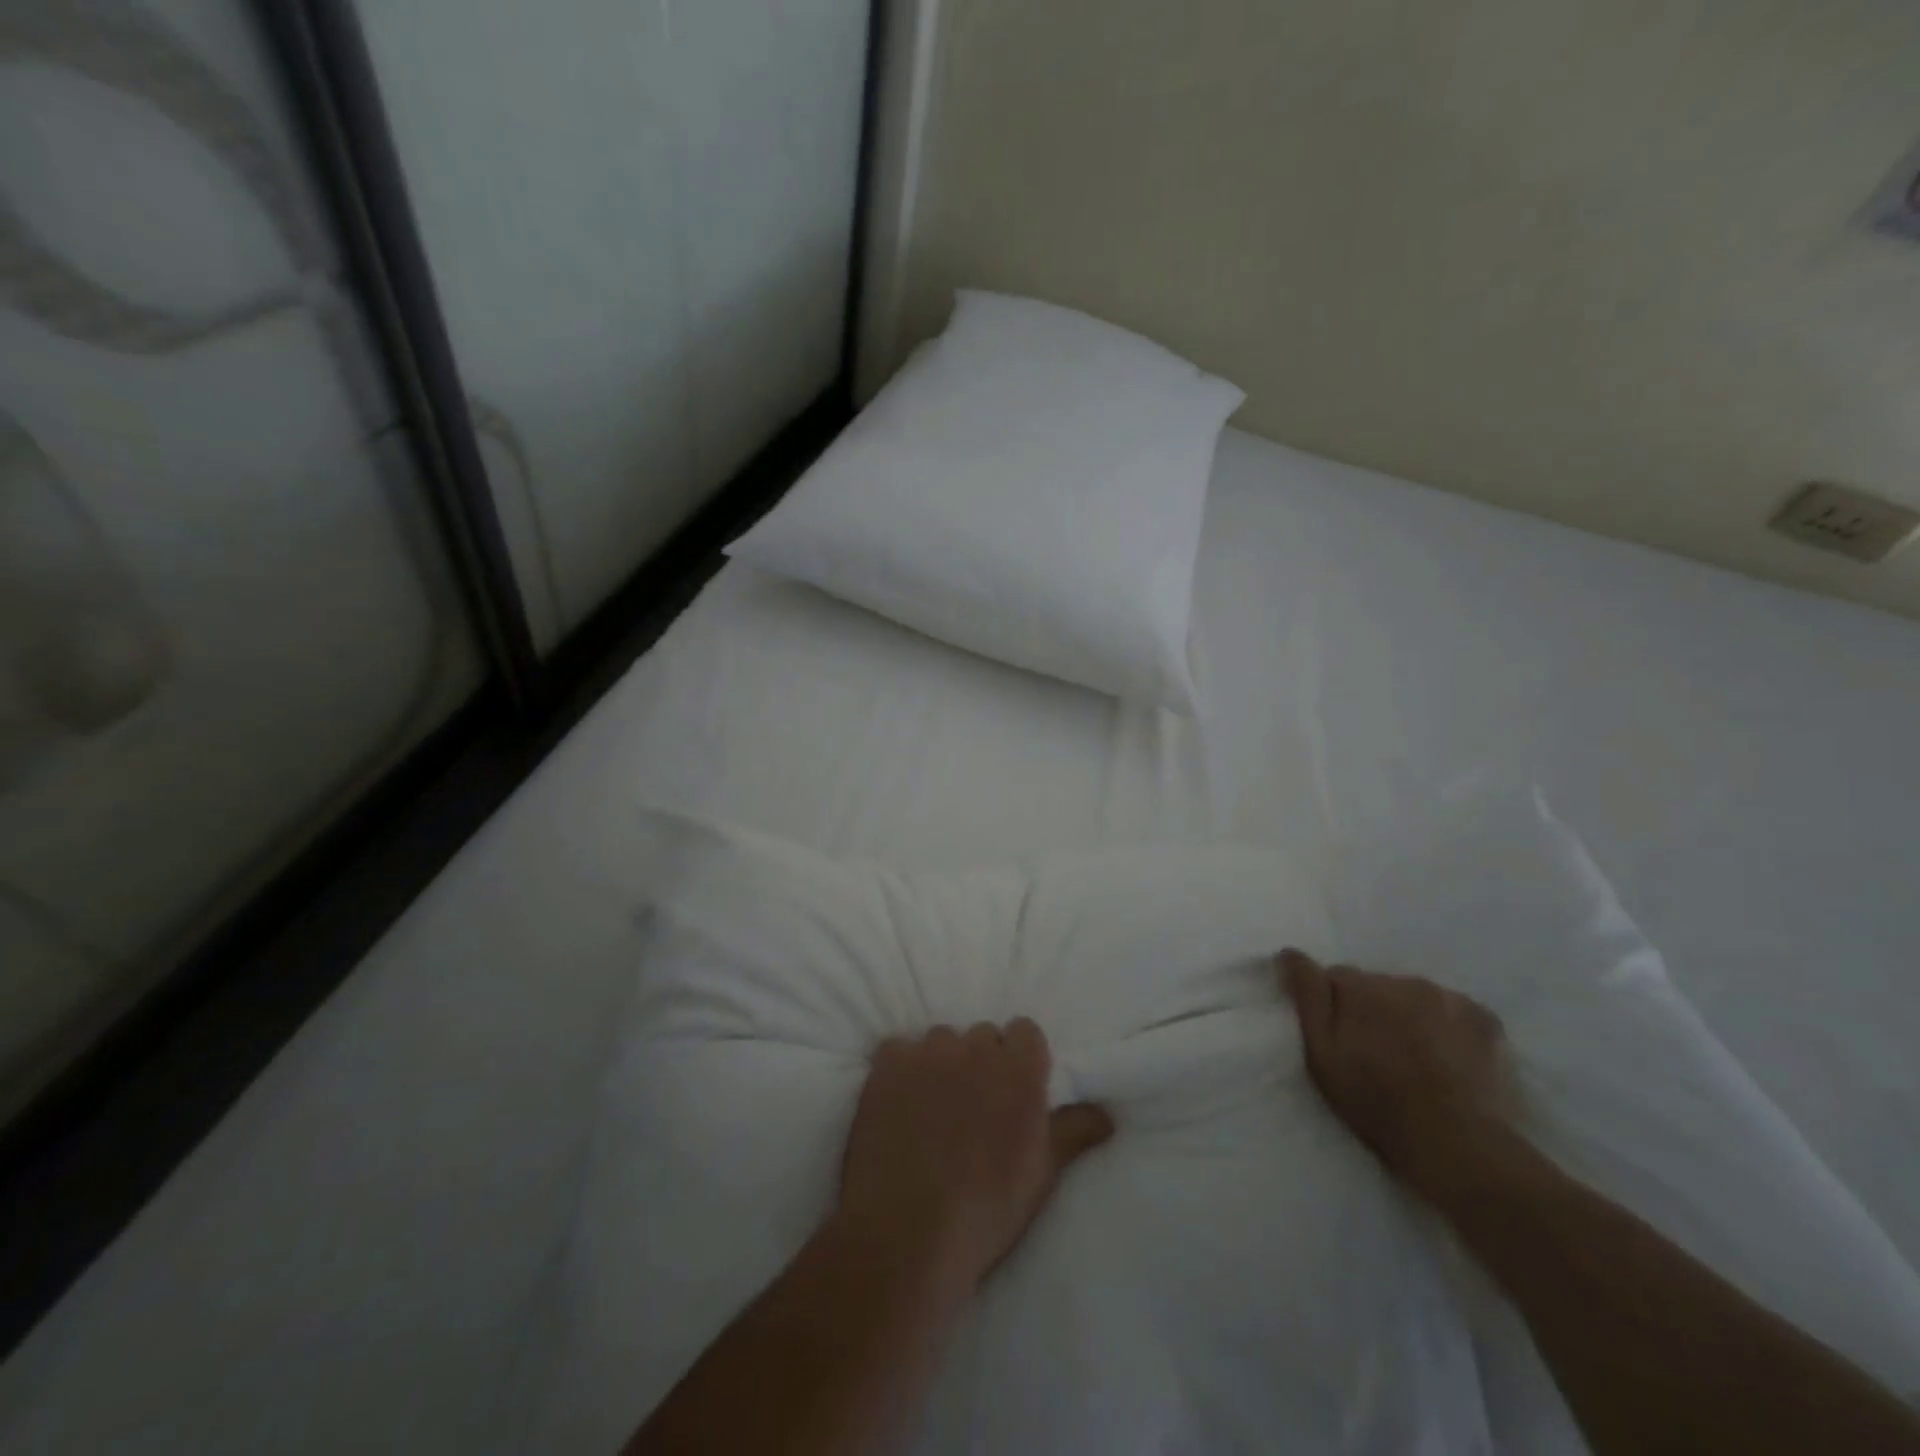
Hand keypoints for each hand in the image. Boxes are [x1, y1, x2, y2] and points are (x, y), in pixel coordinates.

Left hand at [838, 1020, 1113, 1294]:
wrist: (907, 1233)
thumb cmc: (986, 1209)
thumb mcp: (1041, 1175)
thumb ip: (1073, 1132)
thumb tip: (1107, 1113)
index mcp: (1018, 1071)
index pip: (1025, 1031)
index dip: (1020, 1058)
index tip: (1013, 1088)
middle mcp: (974, 1049)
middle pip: (982, 1036)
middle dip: (981, 1061)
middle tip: (974, 1105)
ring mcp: (927, 1053)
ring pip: (941, 1040)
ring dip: (941, 1063)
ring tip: (933, 1106)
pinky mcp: (886, 1065)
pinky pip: (897, 1049)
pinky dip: (900, 1068)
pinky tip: (898, 1102)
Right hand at [1280, 948, 1514, 1204]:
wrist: (1456, 1144)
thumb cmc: (1375, 1100)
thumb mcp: (1321, 1053)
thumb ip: (1306, 996)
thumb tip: (1288, 952)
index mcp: (1360, 986)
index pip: (1333, 978)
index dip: (1331, 1007)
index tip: (1338, 1038)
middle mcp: (1403, 980)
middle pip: (1376, 986)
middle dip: (1371, 1009)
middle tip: (1375, 1054)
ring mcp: (1449, 998)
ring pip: (1415, 996)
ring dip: (1408, 1016)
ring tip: (1413, 1059)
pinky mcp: (1486, 1020)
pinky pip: (1454, 1011)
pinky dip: (1447, 1026)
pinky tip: (1448, 1057)